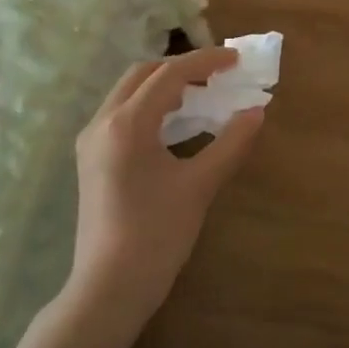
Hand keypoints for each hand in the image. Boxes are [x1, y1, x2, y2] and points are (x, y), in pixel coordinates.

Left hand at [67, 49, 264, 330]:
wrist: (110, 286)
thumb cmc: (157, 234)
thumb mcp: (200, 185)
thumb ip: (231, 143)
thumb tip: (256, 111)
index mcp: (127, 124)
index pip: (169, 74)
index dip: (205, 61)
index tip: (236, 61)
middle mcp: (102, 123)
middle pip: (142, 75)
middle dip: (181, 67)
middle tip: (217, 74)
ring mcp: (92, 142)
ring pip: (128, 93)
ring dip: (164, 85)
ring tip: (202, 93)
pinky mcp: (92, 159)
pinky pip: (122, 114)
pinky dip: (150, 106)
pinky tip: (176, 123)